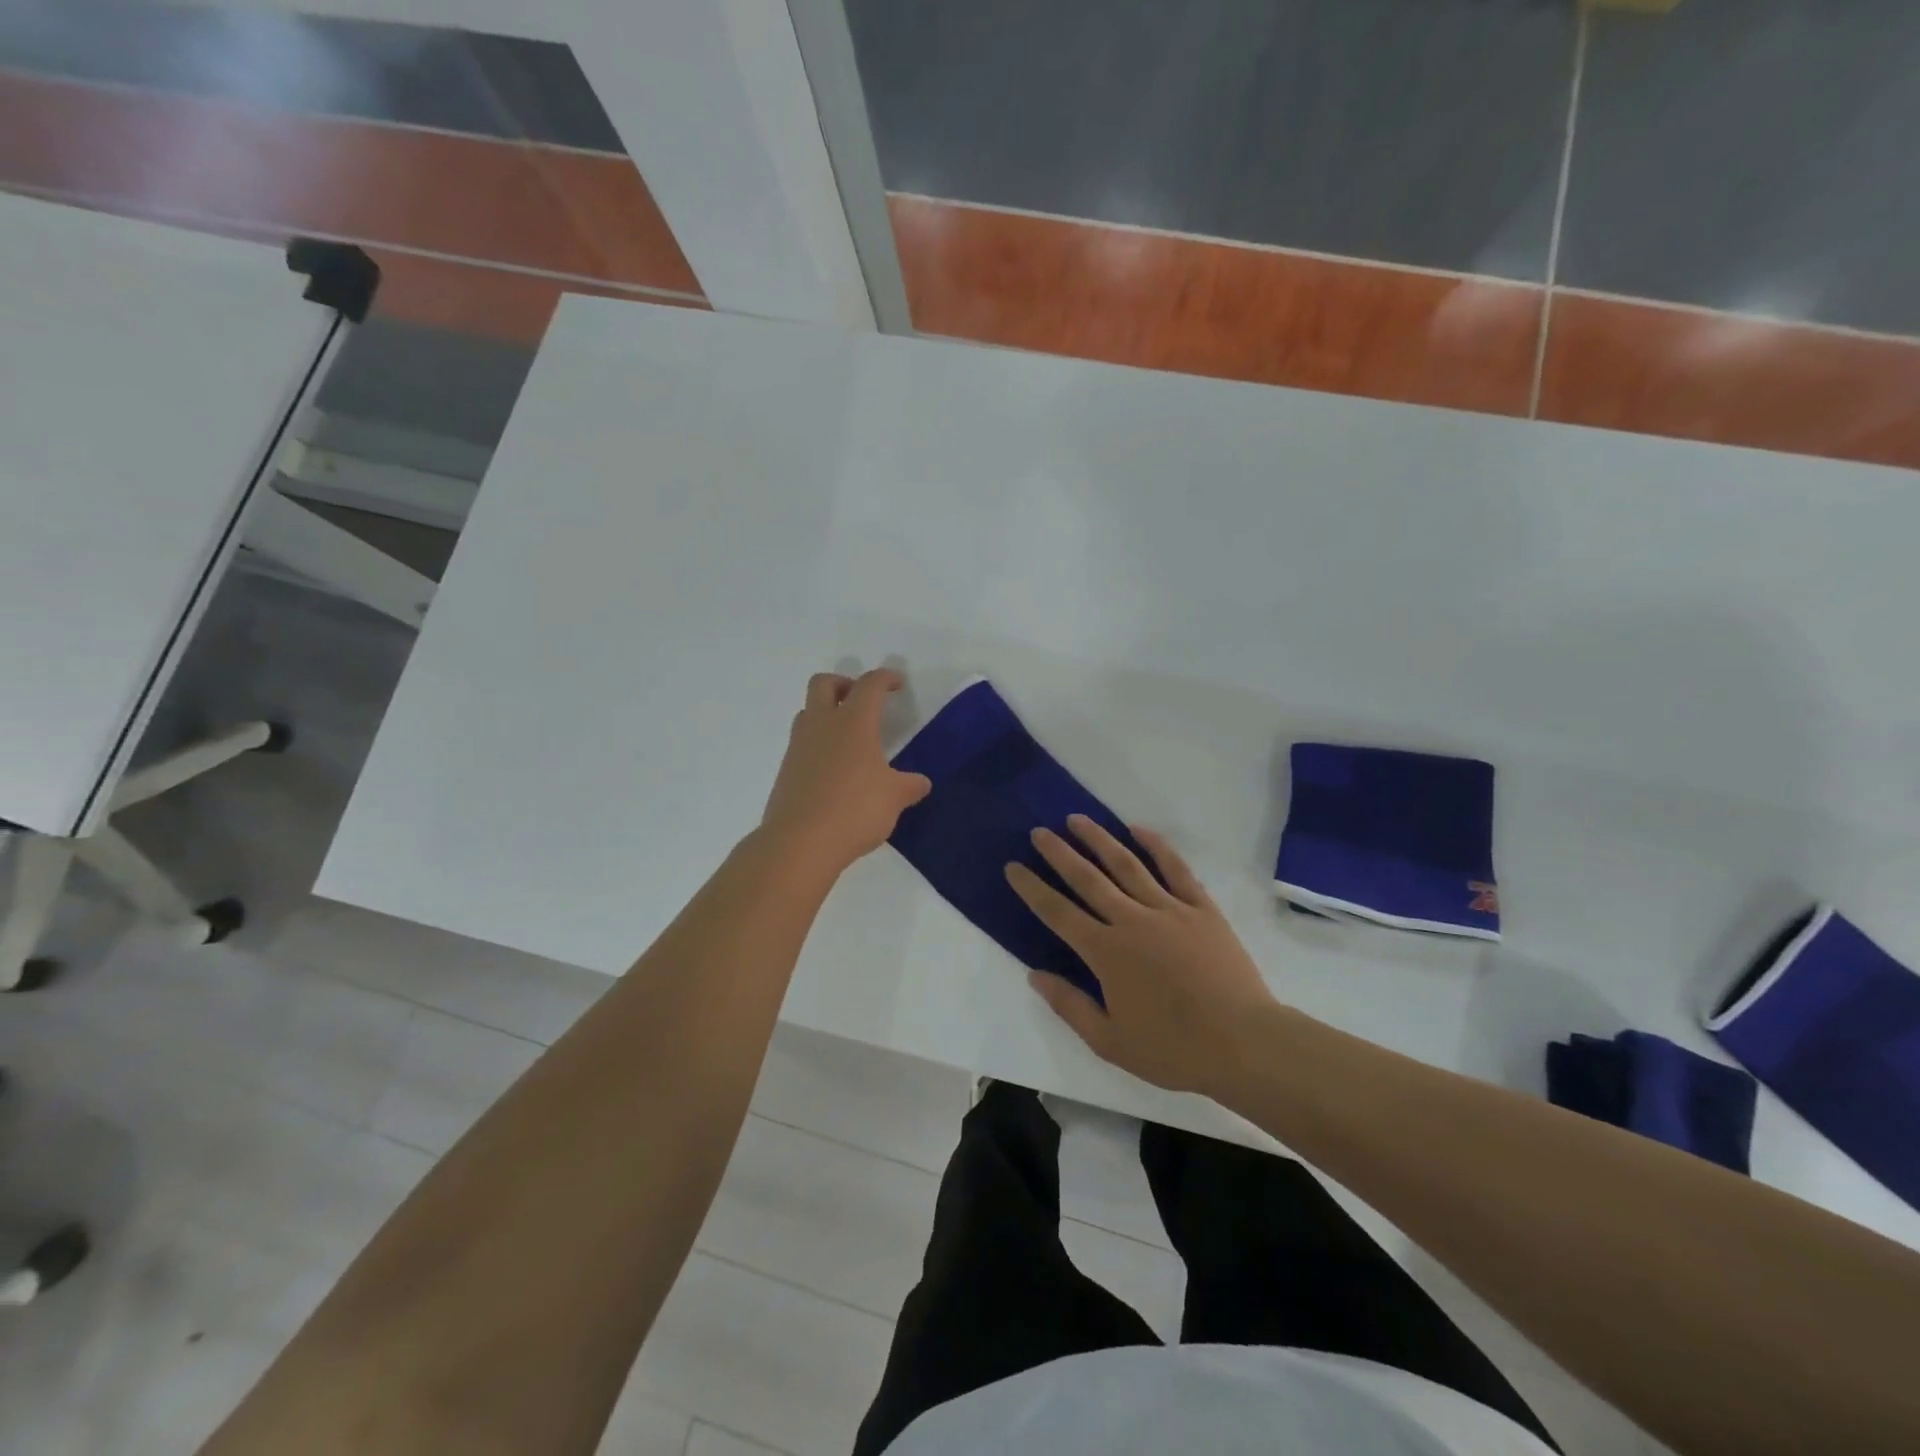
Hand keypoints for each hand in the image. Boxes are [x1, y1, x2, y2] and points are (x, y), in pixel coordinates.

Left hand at [759, 669, 931, 874]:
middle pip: (823, 683)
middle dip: (844, 684)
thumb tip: (921, 783)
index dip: (885, 678)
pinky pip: (802, 745)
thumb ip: (910, 785)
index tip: (897, 683)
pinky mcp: (785, 772)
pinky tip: (835, 773)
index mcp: (853, 722)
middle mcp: (821, 725)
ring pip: (808, 713)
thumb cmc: (855, 809)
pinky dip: (818, 747)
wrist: (799, 843)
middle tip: (862, 702)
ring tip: (849, 739)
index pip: (869, 685)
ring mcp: (798, 747)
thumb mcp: (894, 798)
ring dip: (827, 715)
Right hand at [1006, 816, 1280, 1096]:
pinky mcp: (1201, 908)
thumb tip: (1035, 974)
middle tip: (1039, 832)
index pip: (1058, 913)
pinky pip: (1175, 868)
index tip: (1013, 867)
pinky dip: (1156, 846)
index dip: (1032, 888)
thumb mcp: (1110, 1042)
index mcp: (1106, 952)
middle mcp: (1131, 920)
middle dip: (1059, 853)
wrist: (1244, 1043)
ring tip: (1077, 819)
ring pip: (1127, 864)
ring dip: (1098, 839)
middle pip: (1087, 878)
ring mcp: (1169, 909)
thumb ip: (1070, 1005)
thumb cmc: (1174, 1049)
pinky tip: (1138, 829)